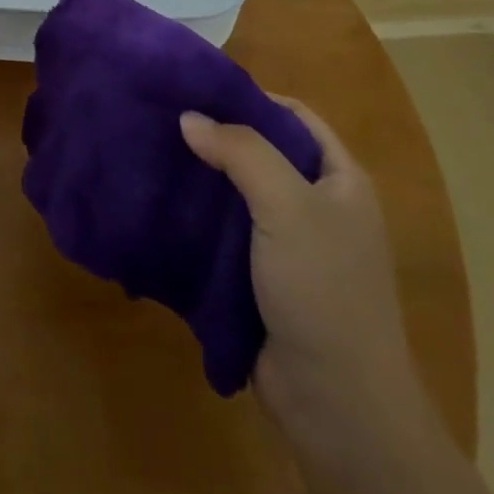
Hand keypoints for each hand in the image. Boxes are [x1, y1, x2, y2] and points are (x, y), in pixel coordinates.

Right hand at [179, 98, 425, 443]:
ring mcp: (289, 245)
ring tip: (153, 155)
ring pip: (238, 195)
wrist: (336, 404)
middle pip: (262, 153)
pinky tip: (161, 206)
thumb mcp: (287, 205)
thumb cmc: (323, 288)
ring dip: (202, 179)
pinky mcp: (261, 278)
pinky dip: (197, 219)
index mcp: (339, 180)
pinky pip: (225, 233)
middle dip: (217, 137)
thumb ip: (240, 152)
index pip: (294, 116)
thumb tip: (188, 117)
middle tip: (165, 120)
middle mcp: (317, 206)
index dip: (251, 98)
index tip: (198, 89)